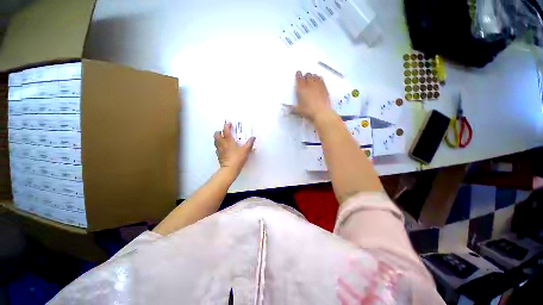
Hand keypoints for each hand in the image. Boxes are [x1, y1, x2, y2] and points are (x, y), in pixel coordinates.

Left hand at [214, 122, 254, 174]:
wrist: (230, 169)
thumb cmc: (238, 158)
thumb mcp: (246, 150)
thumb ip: (249, 143)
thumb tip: (253, 137)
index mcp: (228, 140)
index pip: (226, 130)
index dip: (227, 126)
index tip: (229, 124)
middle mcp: (222, 143)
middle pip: (217, 135)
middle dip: (219, 131)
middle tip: (224, 132)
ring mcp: (219, 150)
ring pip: (215, 141)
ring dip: (218, 138)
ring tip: (223, 139)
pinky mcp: (218, 155)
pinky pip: (217, 148)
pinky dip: (219, 146)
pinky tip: (223, 148)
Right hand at [295, 71, 331, 121]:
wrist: (321, 113)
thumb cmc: (308, 111)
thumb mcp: (298, 111)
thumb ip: (292, 109)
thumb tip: (288, 110)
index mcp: (301, 89)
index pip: (299, 79)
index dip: (298, 75)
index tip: (298, 73)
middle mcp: (309, 85)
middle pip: (308, 76)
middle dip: (306, 75)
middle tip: (305, 77)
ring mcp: (318, 86)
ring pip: (315, 76)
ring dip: (313, 76)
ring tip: (312, 77)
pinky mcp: (324, 89)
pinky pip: (322, 80)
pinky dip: (320, 78)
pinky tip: (319, 79)